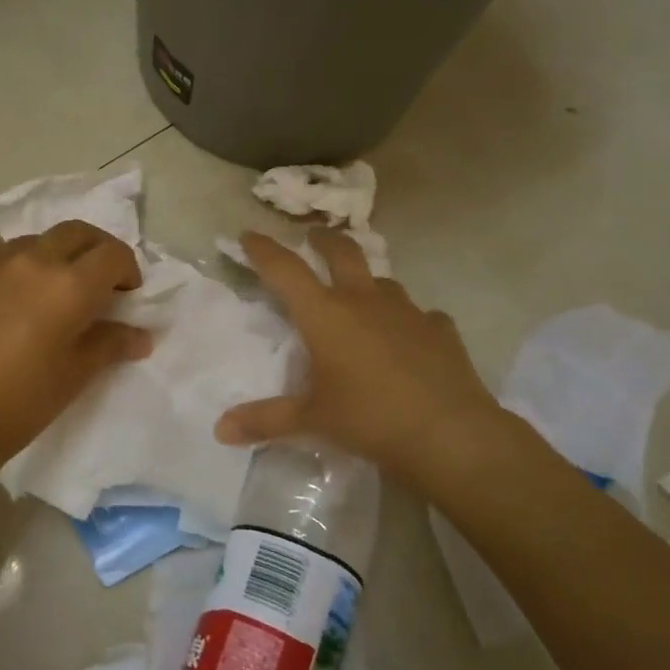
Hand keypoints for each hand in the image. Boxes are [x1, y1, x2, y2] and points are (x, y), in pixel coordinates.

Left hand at [0, 220, 151, 466]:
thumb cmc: (22, 401)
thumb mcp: (76, 374)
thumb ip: (111, 344)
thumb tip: (141, 336)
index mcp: (71, 285)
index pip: (113, 254)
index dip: (127, 270)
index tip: (125, 294)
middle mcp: (35, 260)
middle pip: (78, 233)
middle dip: (96, 251)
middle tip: (97, 282)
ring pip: (36, 240)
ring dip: (54, 256)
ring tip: (48, 290)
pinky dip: (14, 261)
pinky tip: (9, 290)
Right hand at [214, 230, 533, 484]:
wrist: (450, 434)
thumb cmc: (369, 419)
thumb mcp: (312, 420)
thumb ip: (265, 420)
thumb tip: (220, 430)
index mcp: (325, 315)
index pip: (285, 270)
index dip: (264, 250)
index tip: (249, 234)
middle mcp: (364, 301)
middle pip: (342, 252)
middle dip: (324, 240)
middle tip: (314, 237)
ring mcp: (408, 312)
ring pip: (384, 282)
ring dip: (368, 282)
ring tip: (362, 296)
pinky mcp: (440, 330)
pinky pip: (421, 316)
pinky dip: (410, 321)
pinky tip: (411, 337)